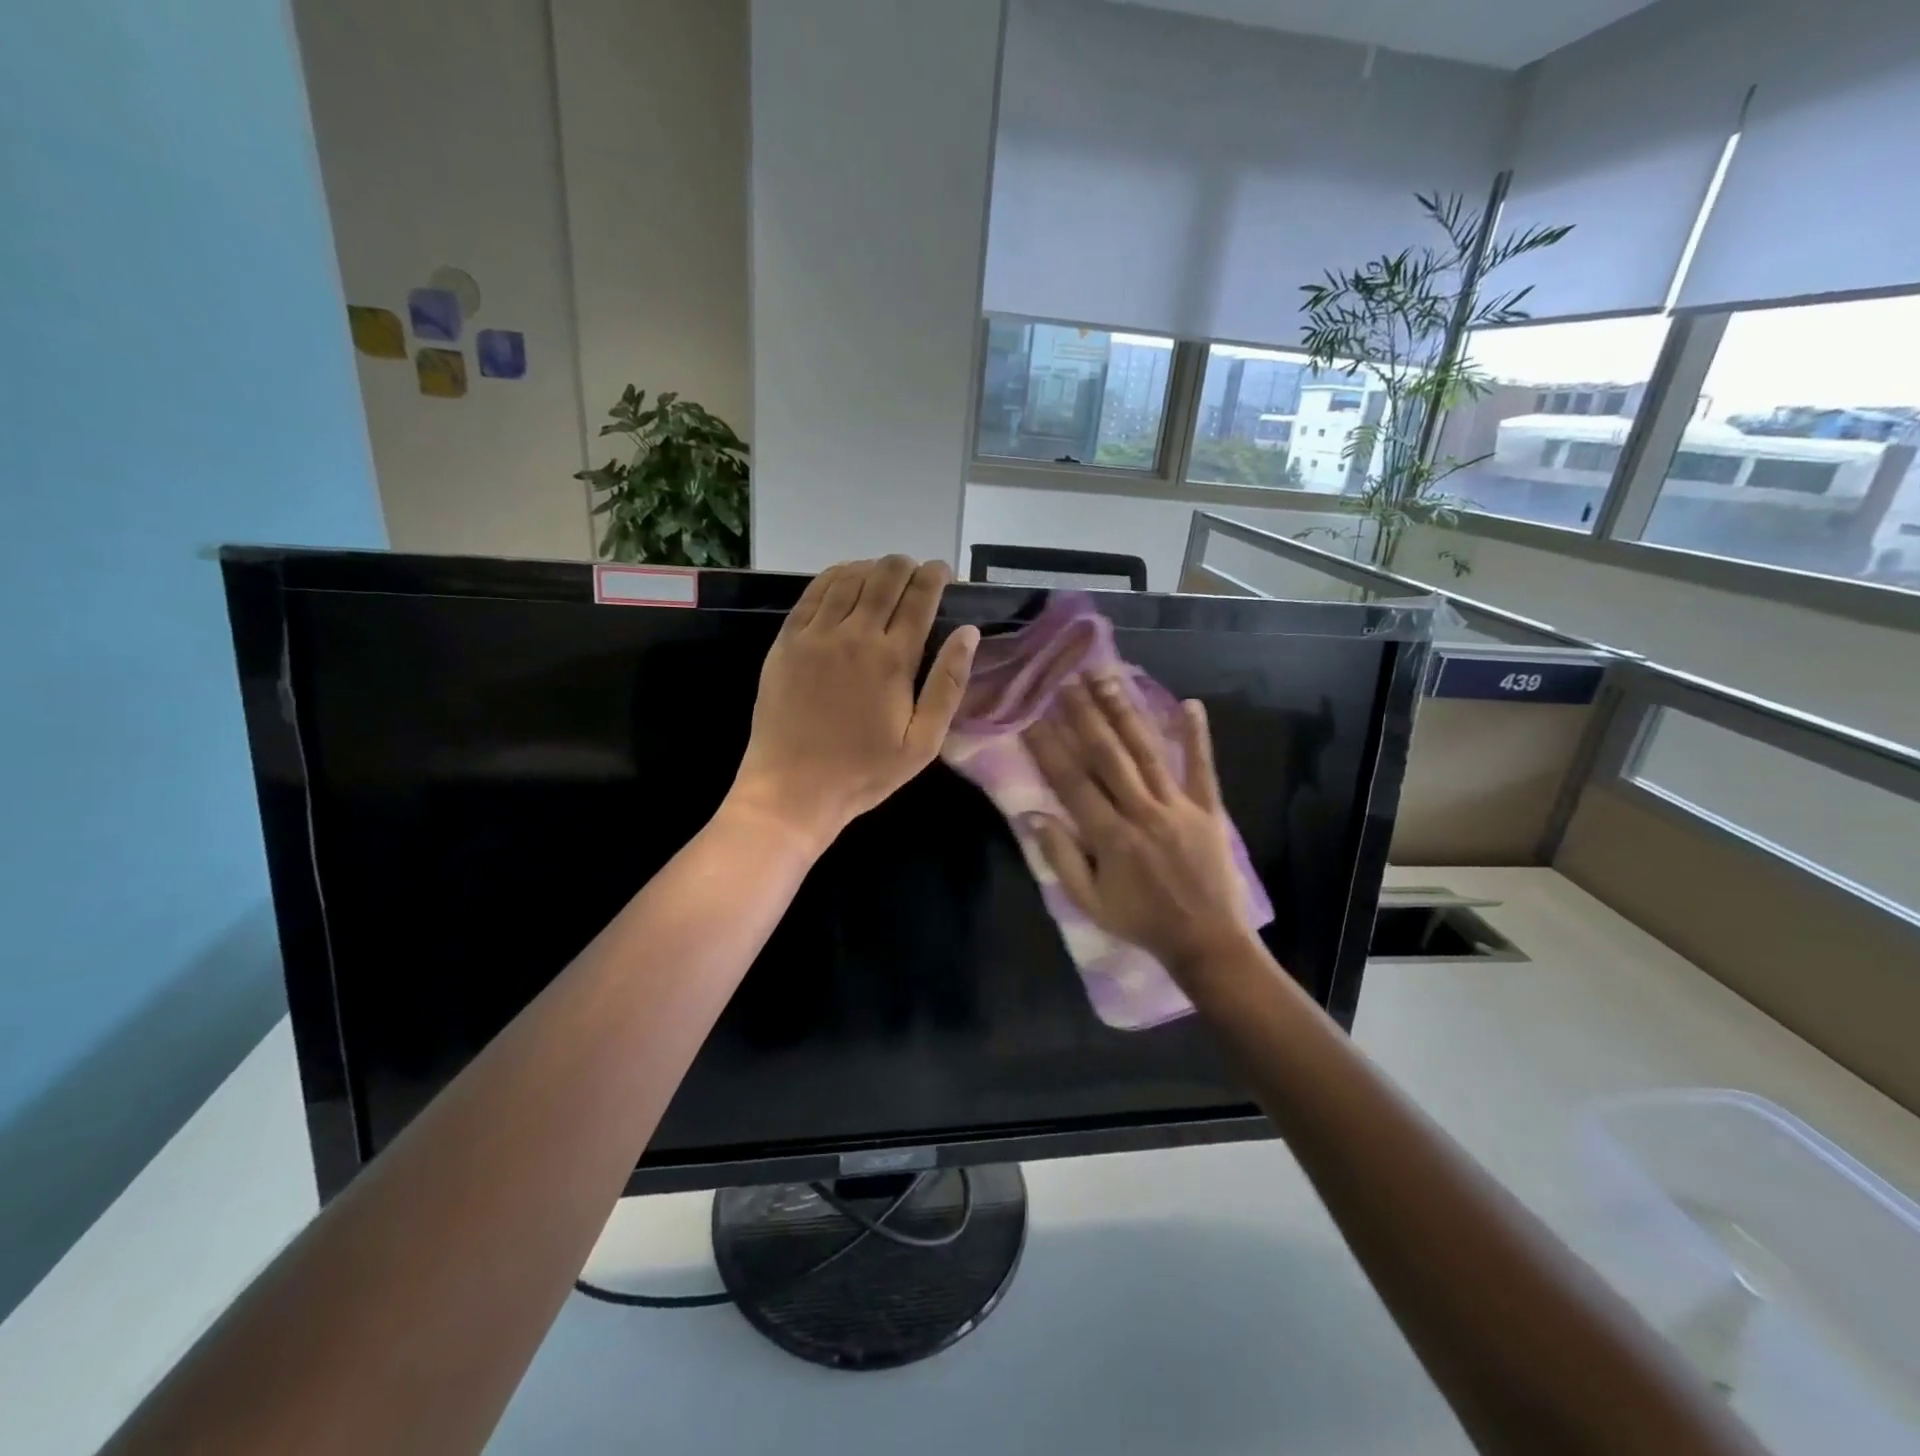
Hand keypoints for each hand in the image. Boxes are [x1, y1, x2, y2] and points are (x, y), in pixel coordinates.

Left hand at [728, 556, 979, 851]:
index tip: (943, 571)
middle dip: (906, 566)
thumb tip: (969, 633)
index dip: (934, 577)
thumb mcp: (922, 742)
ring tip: (884, 572)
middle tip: (916, 571)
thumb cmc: (864, 771)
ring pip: (848, 578)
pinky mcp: (787, 641)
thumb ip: (948, 684)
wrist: (792, 788)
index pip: (919, 598)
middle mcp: (855, 635)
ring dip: (872, 567)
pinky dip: (834, 576)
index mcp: (893, 659)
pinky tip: (845, 578)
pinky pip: (813, 593)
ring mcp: (816, 635)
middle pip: (884, 578)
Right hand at [1024, 676, 1254, 977]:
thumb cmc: (1140, 921)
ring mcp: (1178, 807)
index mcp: (1110, 836)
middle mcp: (1142, 812)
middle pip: (1108, 755)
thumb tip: (1033, 815)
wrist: (1206, 941)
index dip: (1048, 747)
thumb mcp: (1089, 902)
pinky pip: (1202, 768)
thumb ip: (1060, 858)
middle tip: (1066, 681)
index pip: (1072, 781)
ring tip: (1106, 678)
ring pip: (1147, 751)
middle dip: (1084, 715)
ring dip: (1125, 713)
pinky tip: (1191, 704)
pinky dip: (1197, 737)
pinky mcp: (1208, 809)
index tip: (1031, 716)